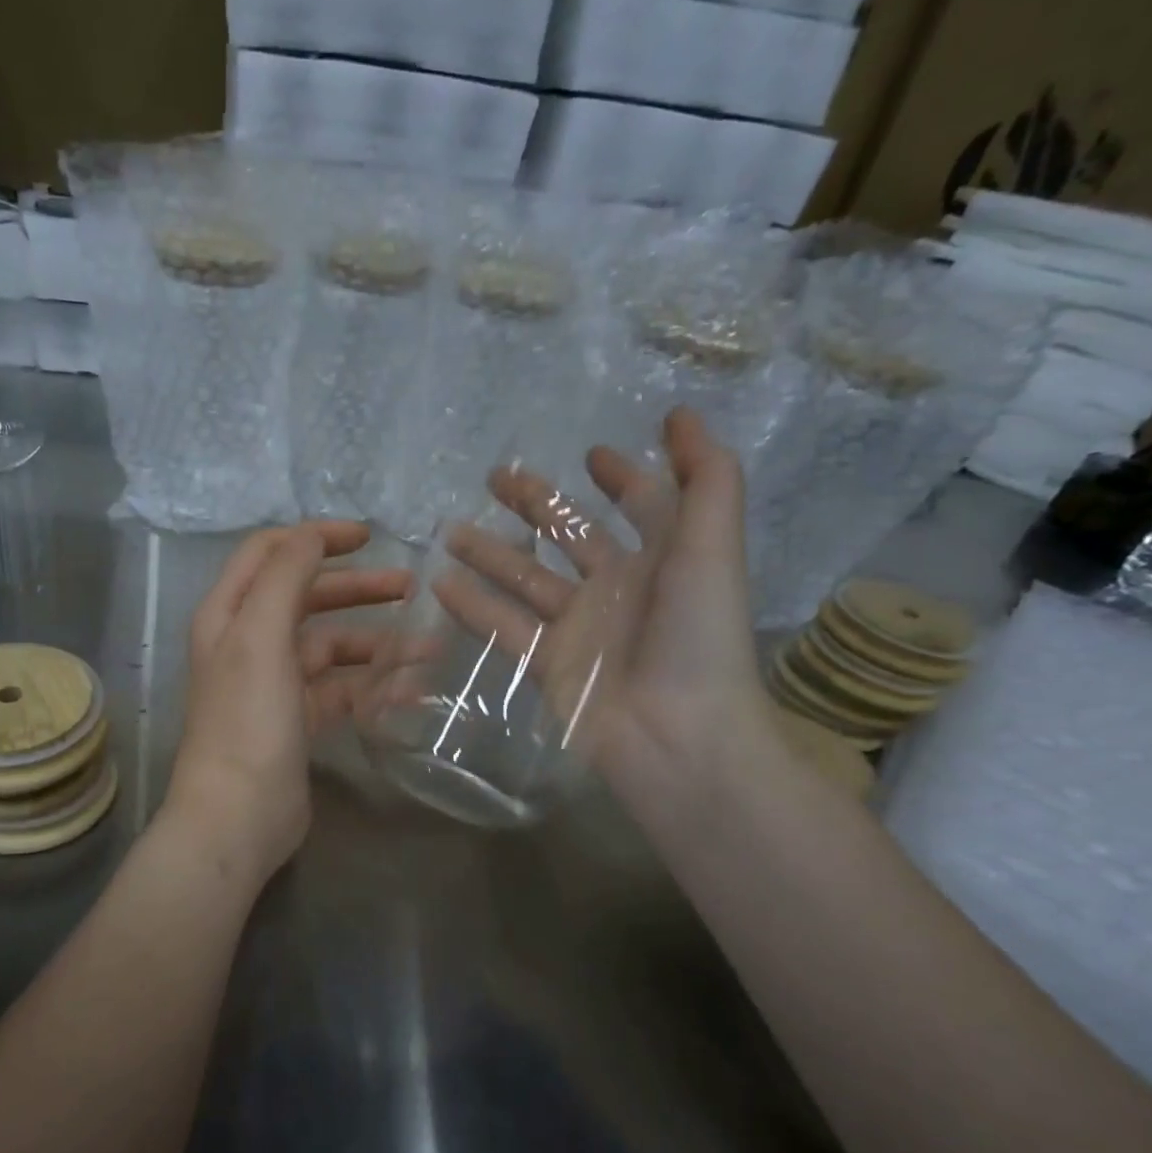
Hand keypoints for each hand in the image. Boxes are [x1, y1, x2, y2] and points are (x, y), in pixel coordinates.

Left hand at [161, 522, 410, 884]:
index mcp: (229, 613)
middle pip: (307, 597)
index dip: (316, 537)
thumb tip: (312, 536)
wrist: (238, 816)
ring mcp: (274, 683)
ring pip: (331, 647)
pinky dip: (372, 684)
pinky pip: (341, 688)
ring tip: (428, 648)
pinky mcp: (298, 719)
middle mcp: (248, 642)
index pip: (271, 553)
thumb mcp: (260, 637)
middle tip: (410, 586)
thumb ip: (286, 577)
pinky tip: (411, 689)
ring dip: (377, 644)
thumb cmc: (247, 721)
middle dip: (357, 588)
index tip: (368, 536)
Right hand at [429, 408, 775, 816]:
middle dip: (535, 504)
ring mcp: (579, 628)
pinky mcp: (547, 664)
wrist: (677, 736)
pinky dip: (472, 606)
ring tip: (449, 530)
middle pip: (570, 535)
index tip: (590, 454)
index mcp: (662, 558)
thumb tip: (682, 415)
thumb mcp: (712, 547)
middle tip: (494, 478)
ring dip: (490, 553)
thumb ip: (705, 479)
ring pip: (526, 579)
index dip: (621, 476)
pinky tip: (439, 584)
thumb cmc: (695, 637)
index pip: (640, 504)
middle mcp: (618, 588)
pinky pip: (504, 626)